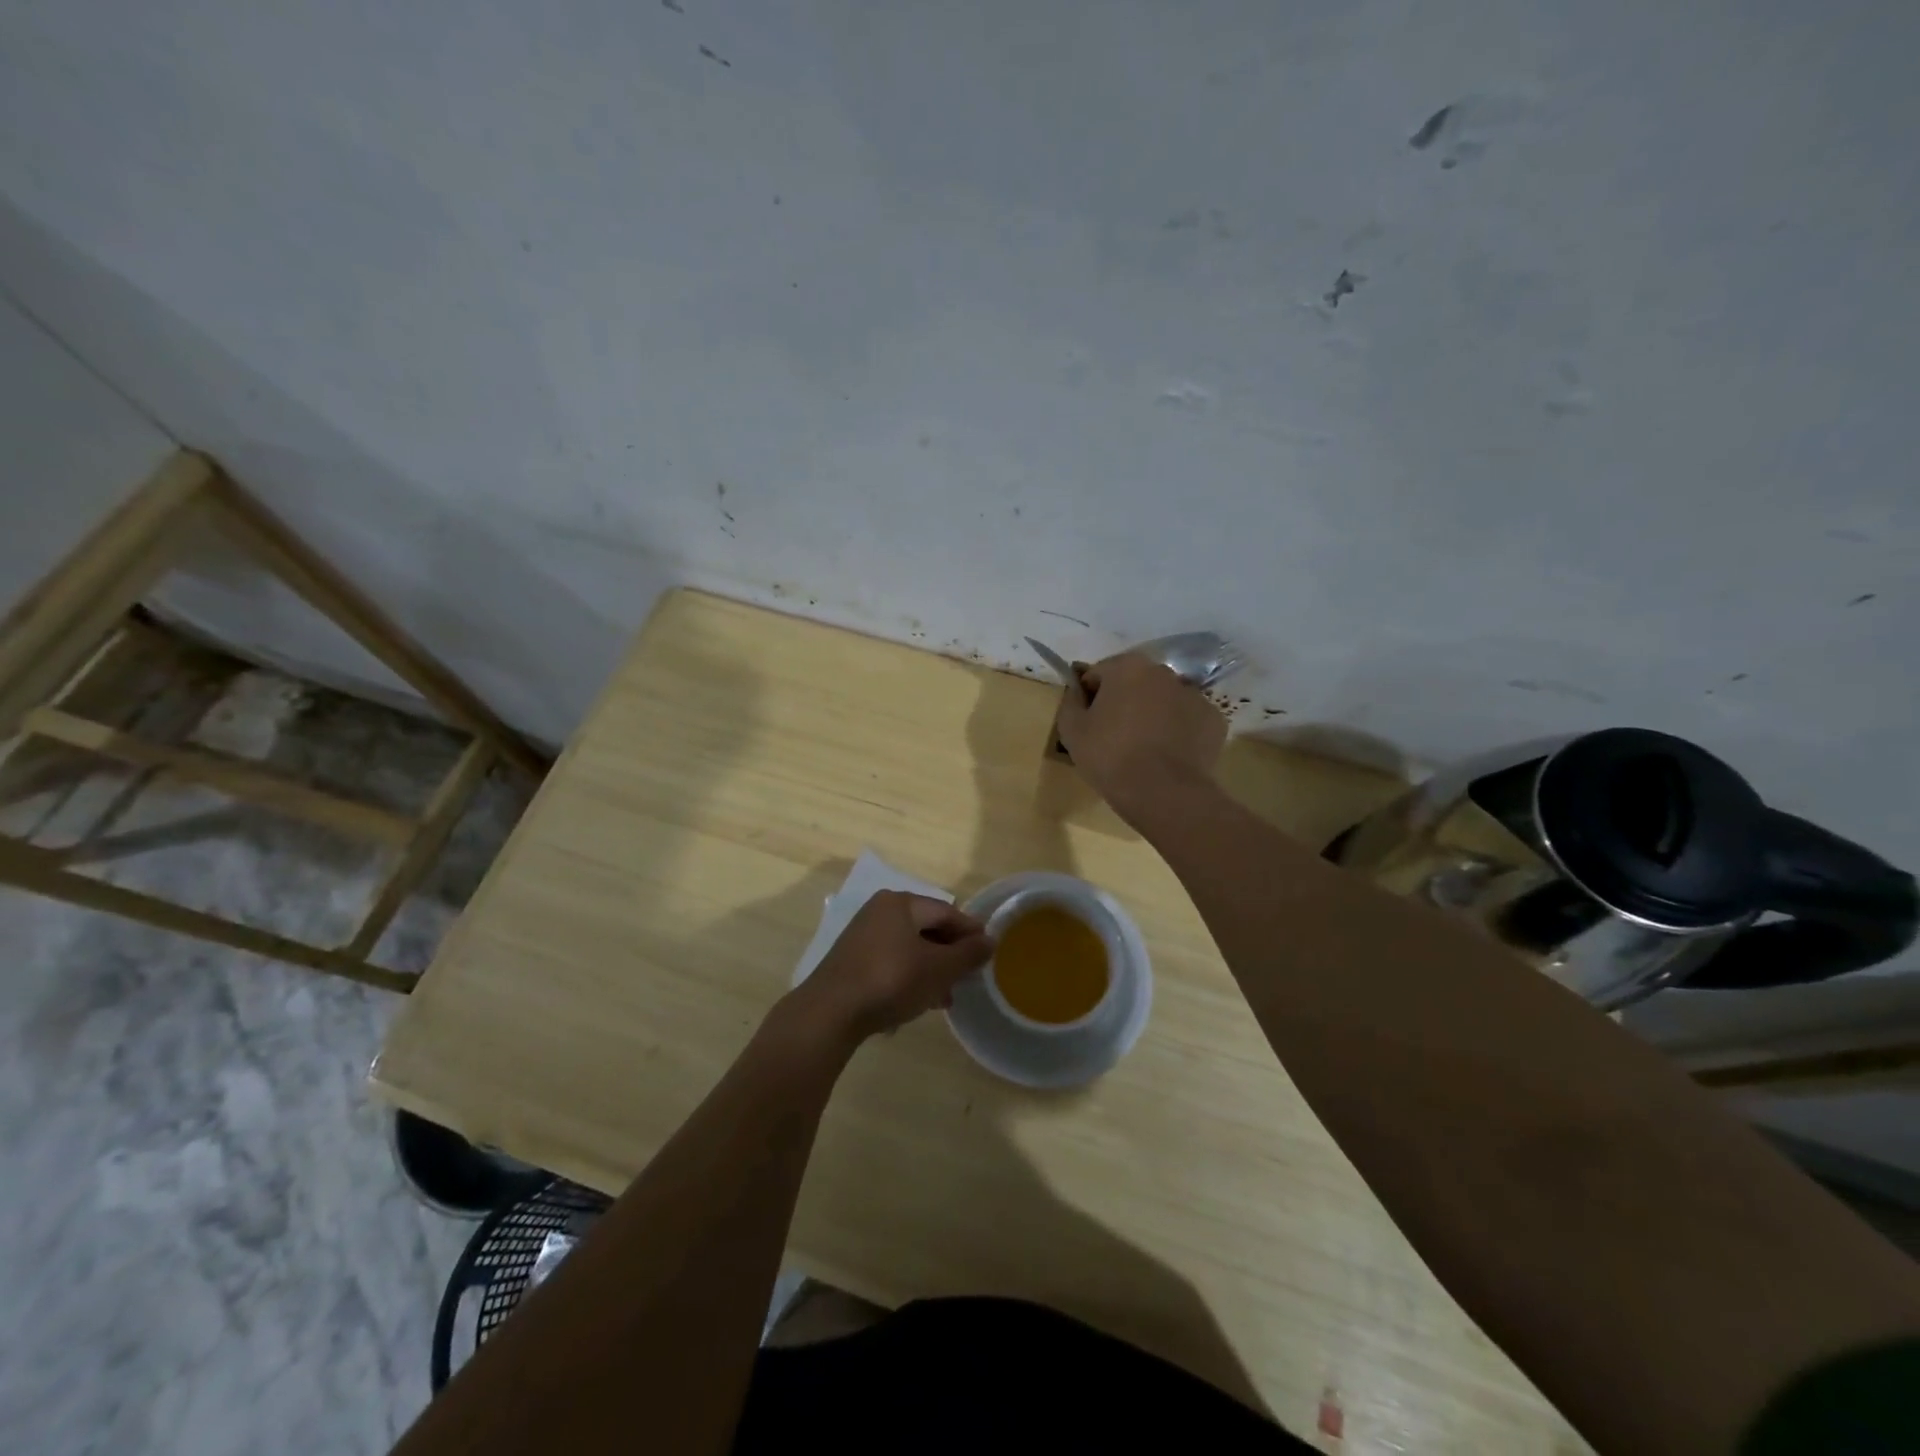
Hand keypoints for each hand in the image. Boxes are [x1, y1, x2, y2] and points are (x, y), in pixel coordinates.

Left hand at [787, 891, 989, 1045]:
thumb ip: (967, 954)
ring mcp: (862, 936)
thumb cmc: (891, 980)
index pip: (946, 911)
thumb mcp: (938, 969)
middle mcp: (880, 911)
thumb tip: (990, 940)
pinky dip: (908, 977)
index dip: (970, 932)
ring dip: (931, 970)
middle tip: (968, 978)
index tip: (988, 953)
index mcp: (901, 903)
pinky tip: (917, 1002)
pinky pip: (891, 962)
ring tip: (945, 998)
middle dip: (950, 954)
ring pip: (909, 948)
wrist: (831, 1012)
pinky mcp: (851, 961)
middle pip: (927, 928)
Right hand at [1054, 653, 1227, 814]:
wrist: (1164, 793)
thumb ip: (1071, 701)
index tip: (1088, 724)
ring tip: (1143, 750)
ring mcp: (1194, 695)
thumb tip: (1078, 691)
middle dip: (1124, 702)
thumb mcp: (1072, 730)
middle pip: (1134, 683)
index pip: (1098, 674)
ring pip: (1164, 701)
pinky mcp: (1214, 720)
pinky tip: (1168, 756)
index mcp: (1127, 667)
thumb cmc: (1110, 757)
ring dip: (1152, 715)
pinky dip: (1178, 732)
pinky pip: (1187, 721)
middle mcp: (1164, 672)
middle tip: (1114, 738)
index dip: (1089, 698)